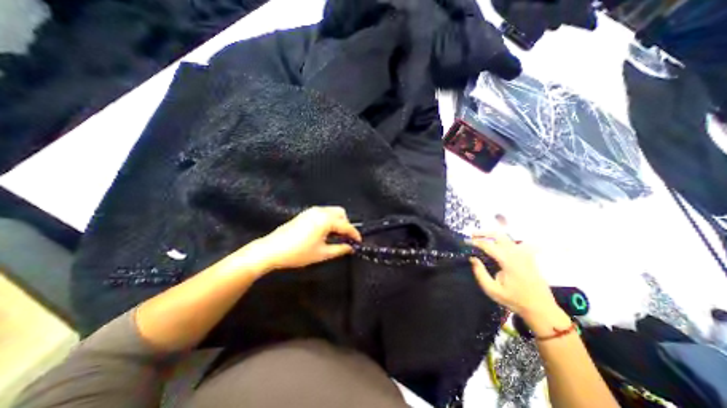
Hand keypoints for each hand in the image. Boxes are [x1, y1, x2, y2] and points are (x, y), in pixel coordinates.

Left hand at [244, 208, 360, 273]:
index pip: (346, 226)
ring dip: (337, 222)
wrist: (271, 249)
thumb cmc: (298, 253)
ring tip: (334, 237)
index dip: (355, 234)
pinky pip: (323, 213)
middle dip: (346, 225)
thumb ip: (340, 249)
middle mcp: (320, 211)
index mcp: (326, 220)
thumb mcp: (322, 254)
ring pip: (332, 212)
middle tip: (344, 238)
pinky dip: (329, 220)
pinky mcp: (305, 214)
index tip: (359, 242)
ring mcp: (311, 211)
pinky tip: (324, 232)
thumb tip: (351, 247)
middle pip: (341, 213)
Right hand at [469, 231, 557, 319]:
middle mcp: (517, 254)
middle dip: (484, 233)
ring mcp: (524, 254)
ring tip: (482, 238)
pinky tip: (497, 245)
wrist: (541, 308)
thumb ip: (480, 273)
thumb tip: (472, 258)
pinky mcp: (528, 256)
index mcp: (508, 261)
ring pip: (506, 237)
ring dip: (492, 236)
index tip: (465, 242)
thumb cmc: (514, 300)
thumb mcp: (492, 290)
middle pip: (499, 235)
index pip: (488, 245)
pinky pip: (513, 243)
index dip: (475, 242)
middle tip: (472, 235)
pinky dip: (503, 241)